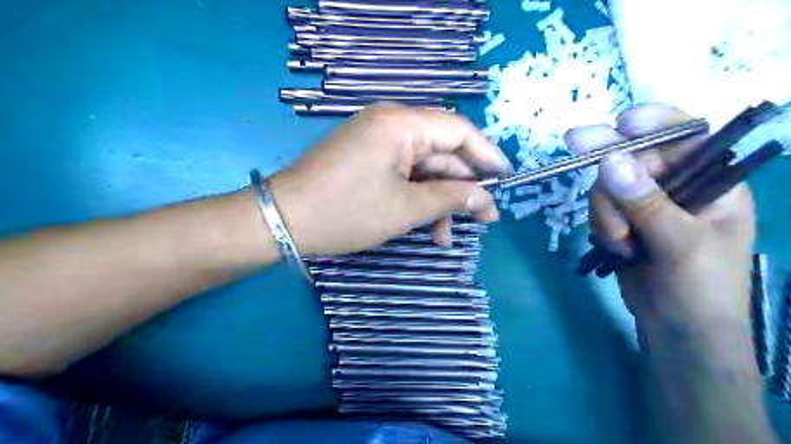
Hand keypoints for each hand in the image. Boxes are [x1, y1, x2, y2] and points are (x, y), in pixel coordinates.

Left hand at [265, 103, 513, 255]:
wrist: (284, 221)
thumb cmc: (347, 212)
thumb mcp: (405, 209)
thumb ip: (451, 199)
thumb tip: (486, 200)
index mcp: (401, 123)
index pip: (458, 131)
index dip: (486, 156)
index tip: (505, 181)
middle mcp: (390, 123)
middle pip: (442, 152)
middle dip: (461, 188)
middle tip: (482, 220)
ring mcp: (376, 141)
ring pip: (423, 168)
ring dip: (438, 200)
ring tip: (446, 237)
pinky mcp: (367, 158)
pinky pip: (403, 173)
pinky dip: (417, 198)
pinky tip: (425, 227)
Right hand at [563, 103, 751, 331]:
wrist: (678, 333)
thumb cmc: (701, 289)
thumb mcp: (680, 243)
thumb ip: (645, 201)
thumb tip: (609, 160)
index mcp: (710, 183)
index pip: (685, 137)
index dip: (654, 124)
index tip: (622, 123)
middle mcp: (676, 188)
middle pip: (632, 158)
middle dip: (608, 166)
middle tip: (572, 140)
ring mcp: (645, 206)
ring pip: (607, 188)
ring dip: (606, 214)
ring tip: (621, 244)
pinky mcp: (623, 224)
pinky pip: (599, 211)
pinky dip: (602, 228)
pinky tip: (617, 249)